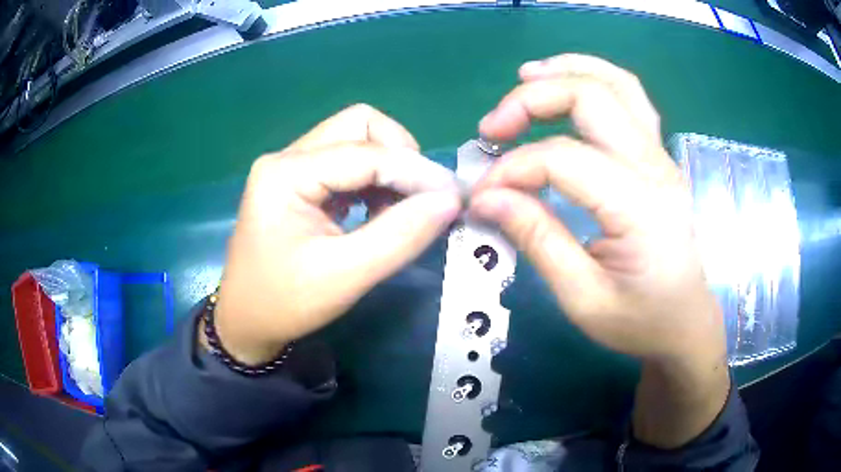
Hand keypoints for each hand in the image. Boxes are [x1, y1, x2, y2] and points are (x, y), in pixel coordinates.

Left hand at [214, 104, 460, 364]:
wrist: (246, 322)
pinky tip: (380, 212)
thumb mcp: (345, 276)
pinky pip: (348, 163)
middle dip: (400, 156)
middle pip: (359, 127)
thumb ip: (400, 235)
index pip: (364, 153)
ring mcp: (292, 167)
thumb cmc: (285, 304)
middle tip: (423, 197)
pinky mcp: (300, 182)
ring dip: (389, 168)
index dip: (415, 170)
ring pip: (356, 141)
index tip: (453, 196)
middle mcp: (287, 157)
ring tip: (403, 210)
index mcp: (285, 173)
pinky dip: (374, 181)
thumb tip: (450, 201)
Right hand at [470, 54, 728, 446]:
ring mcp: (662, 156)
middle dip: (531, 101)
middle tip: (492, 129)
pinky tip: (569, 83)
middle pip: (590, 99)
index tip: (482, 196)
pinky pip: (630, 97)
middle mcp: (655, 168)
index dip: (512, 169)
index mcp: (639, 208)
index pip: (563, 159)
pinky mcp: (659, 157)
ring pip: (615, 84)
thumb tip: (487, 198)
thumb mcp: (582, 298)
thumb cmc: (639, 321)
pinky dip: (595, 78)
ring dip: (566, 71)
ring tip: (525, 78)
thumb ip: (537, 240)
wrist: (685, 322)